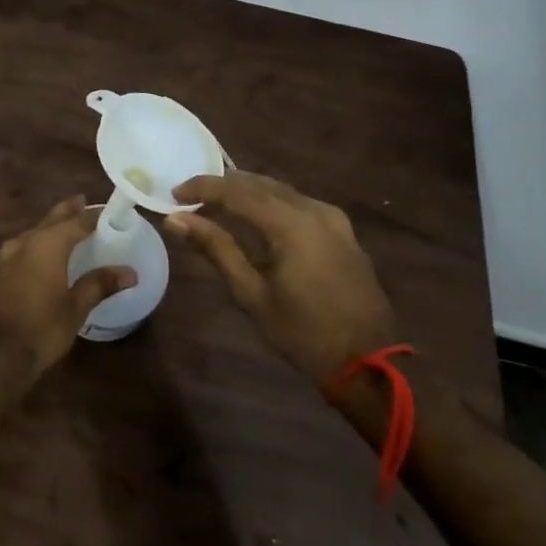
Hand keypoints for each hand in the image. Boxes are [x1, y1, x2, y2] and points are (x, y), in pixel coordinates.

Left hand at [0, 197, 135, 377]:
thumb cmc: (40, 328)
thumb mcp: (75, 308)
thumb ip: (99, 285)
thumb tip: (129, 272)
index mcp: (47, 244)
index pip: (77, 221)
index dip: (94, 215)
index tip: (109, 211)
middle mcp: (24, 242)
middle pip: (51, 220)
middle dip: (68, 211)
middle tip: (82, 202)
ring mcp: (5, 257)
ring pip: (33, 233)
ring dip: (49, 228)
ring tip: (64, 228)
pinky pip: (21, 249)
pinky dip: (36, 246)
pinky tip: (40, 258)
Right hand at [167, 171, 397, 386]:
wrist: (370, 362)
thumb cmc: (303, 333)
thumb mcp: (252, 293)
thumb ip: (215, 248)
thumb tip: (176, 220)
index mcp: (290, 223)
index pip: (236, 191)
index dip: (202, 187)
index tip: (175, 195)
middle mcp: (313, 209)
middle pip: (259, 183)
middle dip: (223, 186)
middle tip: (191, 198)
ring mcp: (333, 217)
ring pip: (280, 190)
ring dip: (247, 192)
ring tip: (217, 205)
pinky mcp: (343, 230)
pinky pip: (298, 203)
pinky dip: (271, 203)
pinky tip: (256, 218)